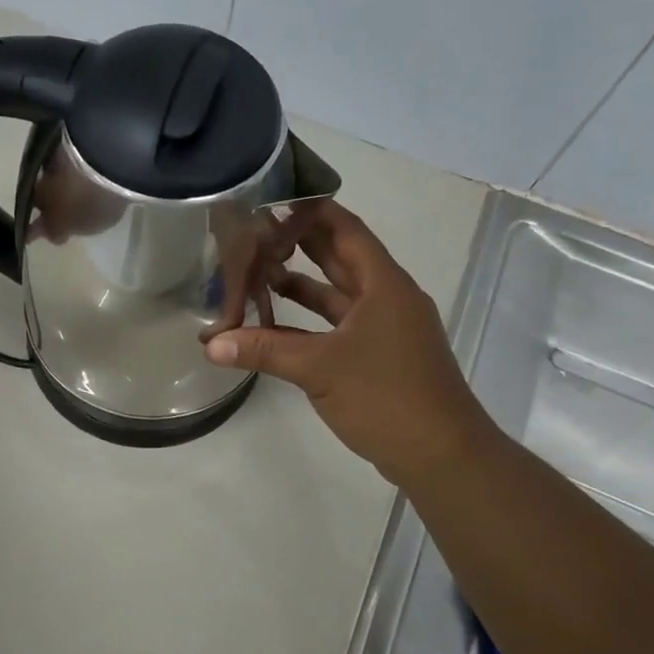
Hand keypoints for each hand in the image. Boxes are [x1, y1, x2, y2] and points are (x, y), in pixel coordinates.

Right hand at [203, 200, 491, 485]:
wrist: (441, 455)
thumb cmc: (386, 396)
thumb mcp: (319, 368)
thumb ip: (264, 350)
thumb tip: (211, 344)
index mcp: (384, 285)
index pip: (346, 230)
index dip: (313, 211)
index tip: (276, 198)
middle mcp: (387, 299)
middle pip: (342, 259)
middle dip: (303, 243)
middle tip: (258, 229)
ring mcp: (385, 330)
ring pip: (339, 296)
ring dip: (304, 285)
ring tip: (260, 271)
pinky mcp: (379, 358)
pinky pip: (339, 327)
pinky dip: (310, 323)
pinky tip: (276, 325)